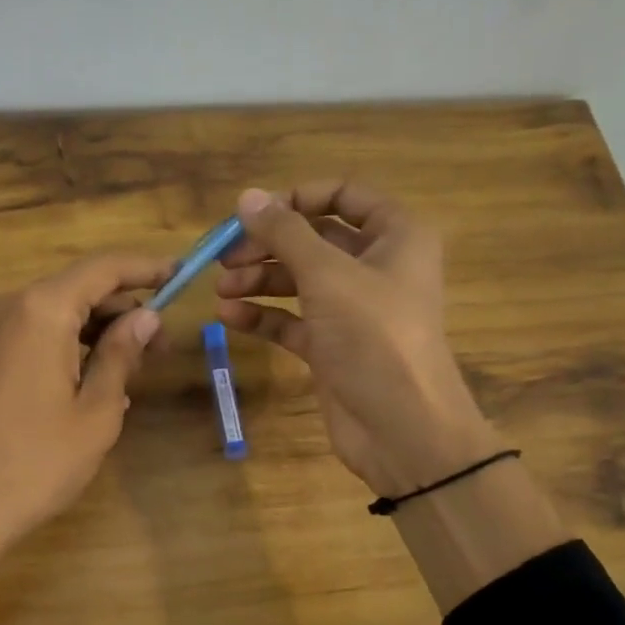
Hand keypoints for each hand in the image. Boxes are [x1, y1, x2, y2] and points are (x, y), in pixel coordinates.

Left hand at [0, 252, 170, 551]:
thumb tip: (147, 318)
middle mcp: (11, 307)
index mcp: (42, 310)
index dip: (147, 268)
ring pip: (57, 312)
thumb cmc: (37, 462)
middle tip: (161, 346)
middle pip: (79, 288)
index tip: (182, 274)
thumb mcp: (96, 410)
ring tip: (133, 369)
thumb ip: (122, 354)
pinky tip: (95, 380)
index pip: (104, 268)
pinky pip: (35, 334)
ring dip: (98, 330)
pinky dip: (69, 345)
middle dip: (124, 309)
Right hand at [216, 183, 495, 497]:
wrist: (403, 428)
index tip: (253, 213)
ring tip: (221, 289)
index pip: (344, 196)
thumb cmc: (374, 336)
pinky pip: (292, 320)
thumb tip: (247, 196)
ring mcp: (352, 309)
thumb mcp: (327, 275)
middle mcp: (375, 266)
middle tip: (224, 257)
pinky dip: (262, 316)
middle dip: (267, 246)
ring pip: (298, 280)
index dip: (297, 198)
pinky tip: (229, 316)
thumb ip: (285, 233)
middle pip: (313, 239)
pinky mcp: (332, 346)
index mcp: (395, 236)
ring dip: (258, 281)